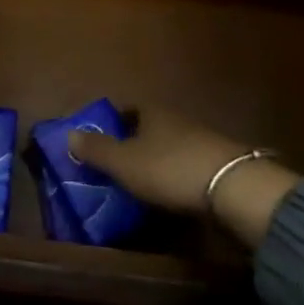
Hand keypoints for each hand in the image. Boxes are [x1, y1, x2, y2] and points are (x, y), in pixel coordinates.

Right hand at [70, 108, 298, 248]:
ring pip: (171, 147)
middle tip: (116, 165)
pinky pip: (189, 166)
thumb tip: (69, 134)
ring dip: (158, 161)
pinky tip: (172, 194)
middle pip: (150, 128)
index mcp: (152, 113)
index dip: (113, 123)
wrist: (234, 188)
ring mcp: (202, 141)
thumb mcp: (124, 162)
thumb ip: (97, 150)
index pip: (127, 110)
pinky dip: (177, 177)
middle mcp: (177, 120)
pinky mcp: (221, 165)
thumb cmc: (169, 168)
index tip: (100, 141)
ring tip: (141, 184)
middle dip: (134, 144)